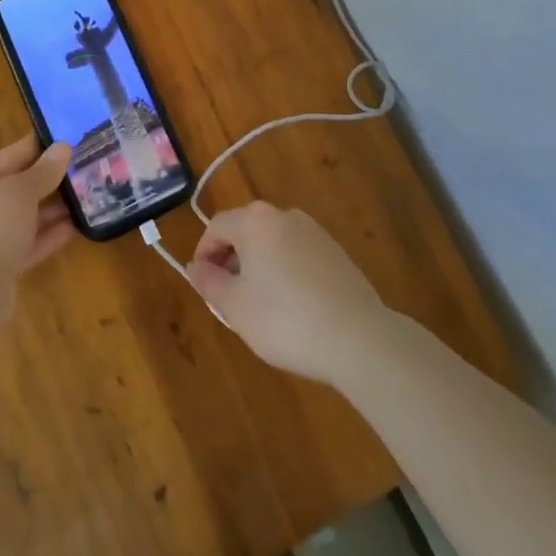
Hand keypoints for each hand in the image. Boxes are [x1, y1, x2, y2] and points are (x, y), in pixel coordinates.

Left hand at [0, 137, 75, 281]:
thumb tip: (63, 147)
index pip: (4, 158)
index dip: (34, 149)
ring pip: (19, 219)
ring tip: (81, 199)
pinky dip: (45, 236)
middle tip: (78, 170)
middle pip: (11, 190)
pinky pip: (23, 245)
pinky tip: (73, 227)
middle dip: (45, 183)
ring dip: (48, 211)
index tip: (62, 140)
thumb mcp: (21, 190)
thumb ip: (44, 170)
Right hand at [187, 202, 389, 383]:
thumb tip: (196, 266)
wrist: (358, 338)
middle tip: (228, 299)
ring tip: (259, 307)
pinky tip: (292, 309)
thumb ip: (209, 281)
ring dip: (258, 268)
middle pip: (246, 231)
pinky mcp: (337, 254)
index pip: (216, 227)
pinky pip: (297, 256)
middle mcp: (286, 216)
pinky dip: (285, 273)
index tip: (203, 285)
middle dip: (231, 261)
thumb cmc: (285, 319)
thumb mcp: (234, 306)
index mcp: (256, 221)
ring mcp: (315, 233)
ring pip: (273, 244)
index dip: (203, 254)